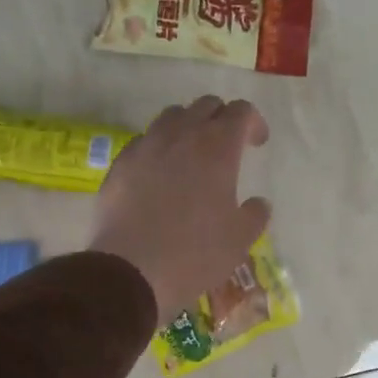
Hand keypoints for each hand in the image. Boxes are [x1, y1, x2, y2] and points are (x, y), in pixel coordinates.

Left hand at [90, 96, 271, 322]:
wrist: (130, 271)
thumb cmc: (196, 253)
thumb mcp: (241, 239)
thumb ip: (255, 213)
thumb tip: (257, 203)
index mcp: (218, 147)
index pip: (241, 111)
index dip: (253, 122)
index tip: (257, 144)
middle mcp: (181, 135)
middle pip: (206, 105)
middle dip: (221, 119)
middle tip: (227, 147)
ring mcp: (146, 146)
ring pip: (172, 116)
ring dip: (188, 127)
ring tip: (191, 156)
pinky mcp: (120, 163)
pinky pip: (144, 141)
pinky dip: (158, 148)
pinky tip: (159, 175)